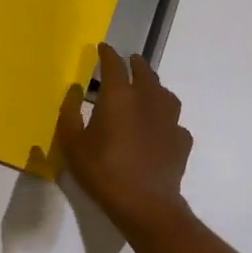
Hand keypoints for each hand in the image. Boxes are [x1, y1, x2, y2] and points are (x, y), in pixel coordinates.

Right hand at [53, 43, 192, 236]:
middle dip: (135, 64)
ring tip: (148, 89)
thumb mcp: (72, 144)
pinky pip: (175, 122)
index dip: (107, 54)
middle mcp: (148, 100)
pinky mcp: (181, 141)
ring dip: (155, 86)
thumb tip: (75, 89)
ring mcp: (169, 120)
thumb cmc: (103, 171)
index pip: (114, 65)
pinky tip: (161, 128)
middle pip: (145, 73)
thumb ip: (70, 113)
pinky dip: (166, 119)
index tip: (103, 48)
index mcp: (119, 96)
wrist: (146, 204)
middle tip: (129, 61)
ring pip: (165, 94)